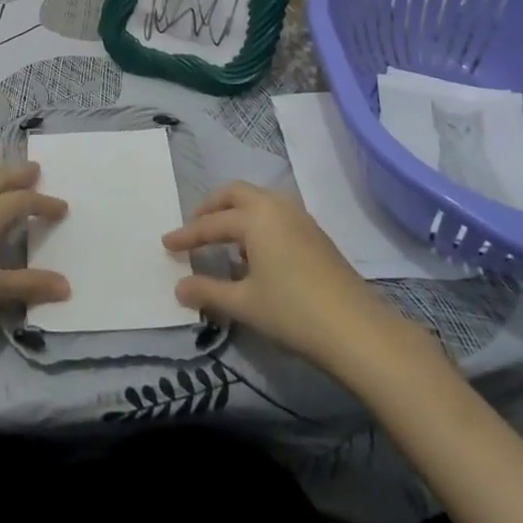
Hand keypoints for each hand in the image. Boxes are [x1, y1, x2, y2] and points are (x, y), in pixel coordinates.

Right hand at [163, 182, 386, 369]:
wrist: (356, 328)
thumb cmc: (292, 311)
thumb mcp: (244, 304)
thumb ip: (207, 291)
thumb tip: (179, 287)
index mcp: (254, 216)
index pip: (210, 224)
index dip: (186, 236)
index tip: (166, 244)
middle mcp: (276, 206)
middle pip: (236, 194)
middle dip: (212, 208)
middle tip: (195, 228)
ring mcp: (300, 217)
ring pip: (259, 201)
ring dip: (237, 213)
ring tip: (224, 241)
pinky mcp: (315, 234)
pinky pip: (276, 214)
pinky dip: (257, 223)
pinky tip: (256, 254)